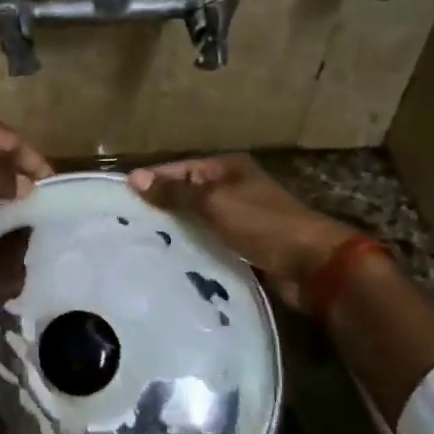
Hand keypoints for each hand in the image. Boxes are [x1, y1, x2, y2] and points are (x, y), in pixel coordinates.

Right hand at [129, 154, 357, 307]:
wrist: (312, 264)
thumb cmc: (262, 224)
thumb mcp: (213, 203)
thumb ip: (175, 192)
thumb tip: (135, 177)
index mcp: (228, 169)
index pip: (180, 168)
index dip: (153, 180)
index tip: (121, 197)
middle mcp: (233, 189)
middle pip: (188, 195)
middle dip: (161, 208)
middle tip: (126, 225)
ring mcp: (241, 218)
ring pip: (198, 222)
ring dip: (177, 232)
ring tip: (142, 245)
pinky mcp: (245, 246)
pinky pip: (211, 243)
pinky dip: (195, 249)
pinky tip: (171, 261)